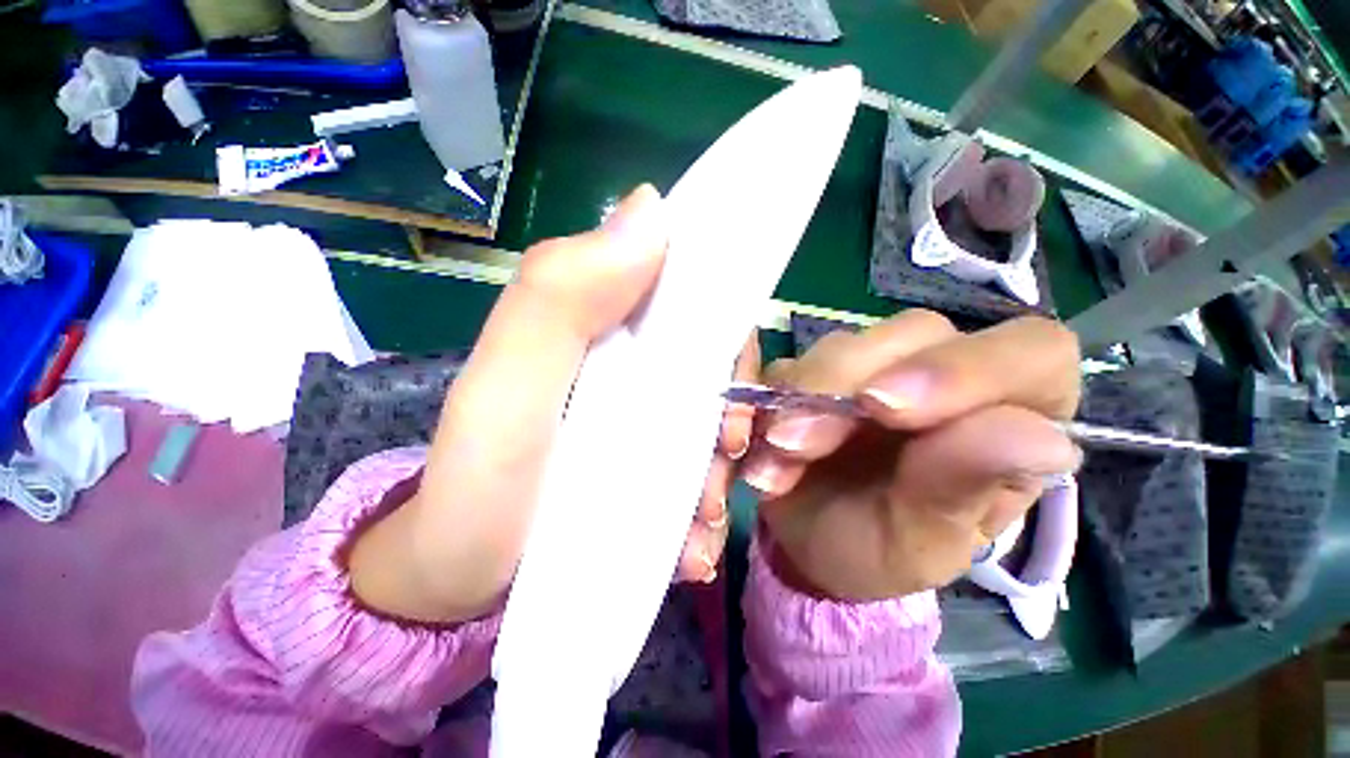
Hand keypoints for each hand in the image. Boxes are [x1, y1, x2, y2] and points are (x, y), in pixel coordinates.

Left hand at [349, 186, 754, 623]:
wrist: (462, 580)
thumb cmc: (480, 485)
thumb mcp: (505, 384)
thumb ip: (560, 295)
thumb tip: (651, 207)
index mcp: (605, 327)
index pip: (689, 294)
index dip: (727, 327)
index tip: (733, 384)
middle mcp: (630, 367)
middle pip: (714, 368)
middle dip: (735, 413)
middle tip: (723, 459)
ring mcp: (642, 422)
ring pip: (714, 427)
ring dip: (725, 471)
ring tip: (702, 521)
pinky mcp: (648, 472)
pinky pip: (699, 476)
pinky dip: (708, 509)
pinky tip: (694, 542)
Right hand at [741, 311, 1081, 601]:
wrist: (810, 541)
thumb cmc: (881, 550)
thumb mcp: (925, 542)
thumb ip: (968, 486)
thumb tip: (1041, 438)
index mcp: (1007, 415)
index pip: (1028, 353)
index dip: (966, 370)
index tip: (886, 410)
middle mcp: (944, 375)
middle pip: (914, 334)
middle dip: (847, 385)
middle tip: (800, 440)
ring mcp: (875, 365)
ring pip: (843, 344)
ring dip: (802, 398)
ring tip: (779, 456)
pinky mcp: (819, 369)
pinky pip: (791, 364)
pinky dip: (772, 400)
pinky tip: (764, 443)